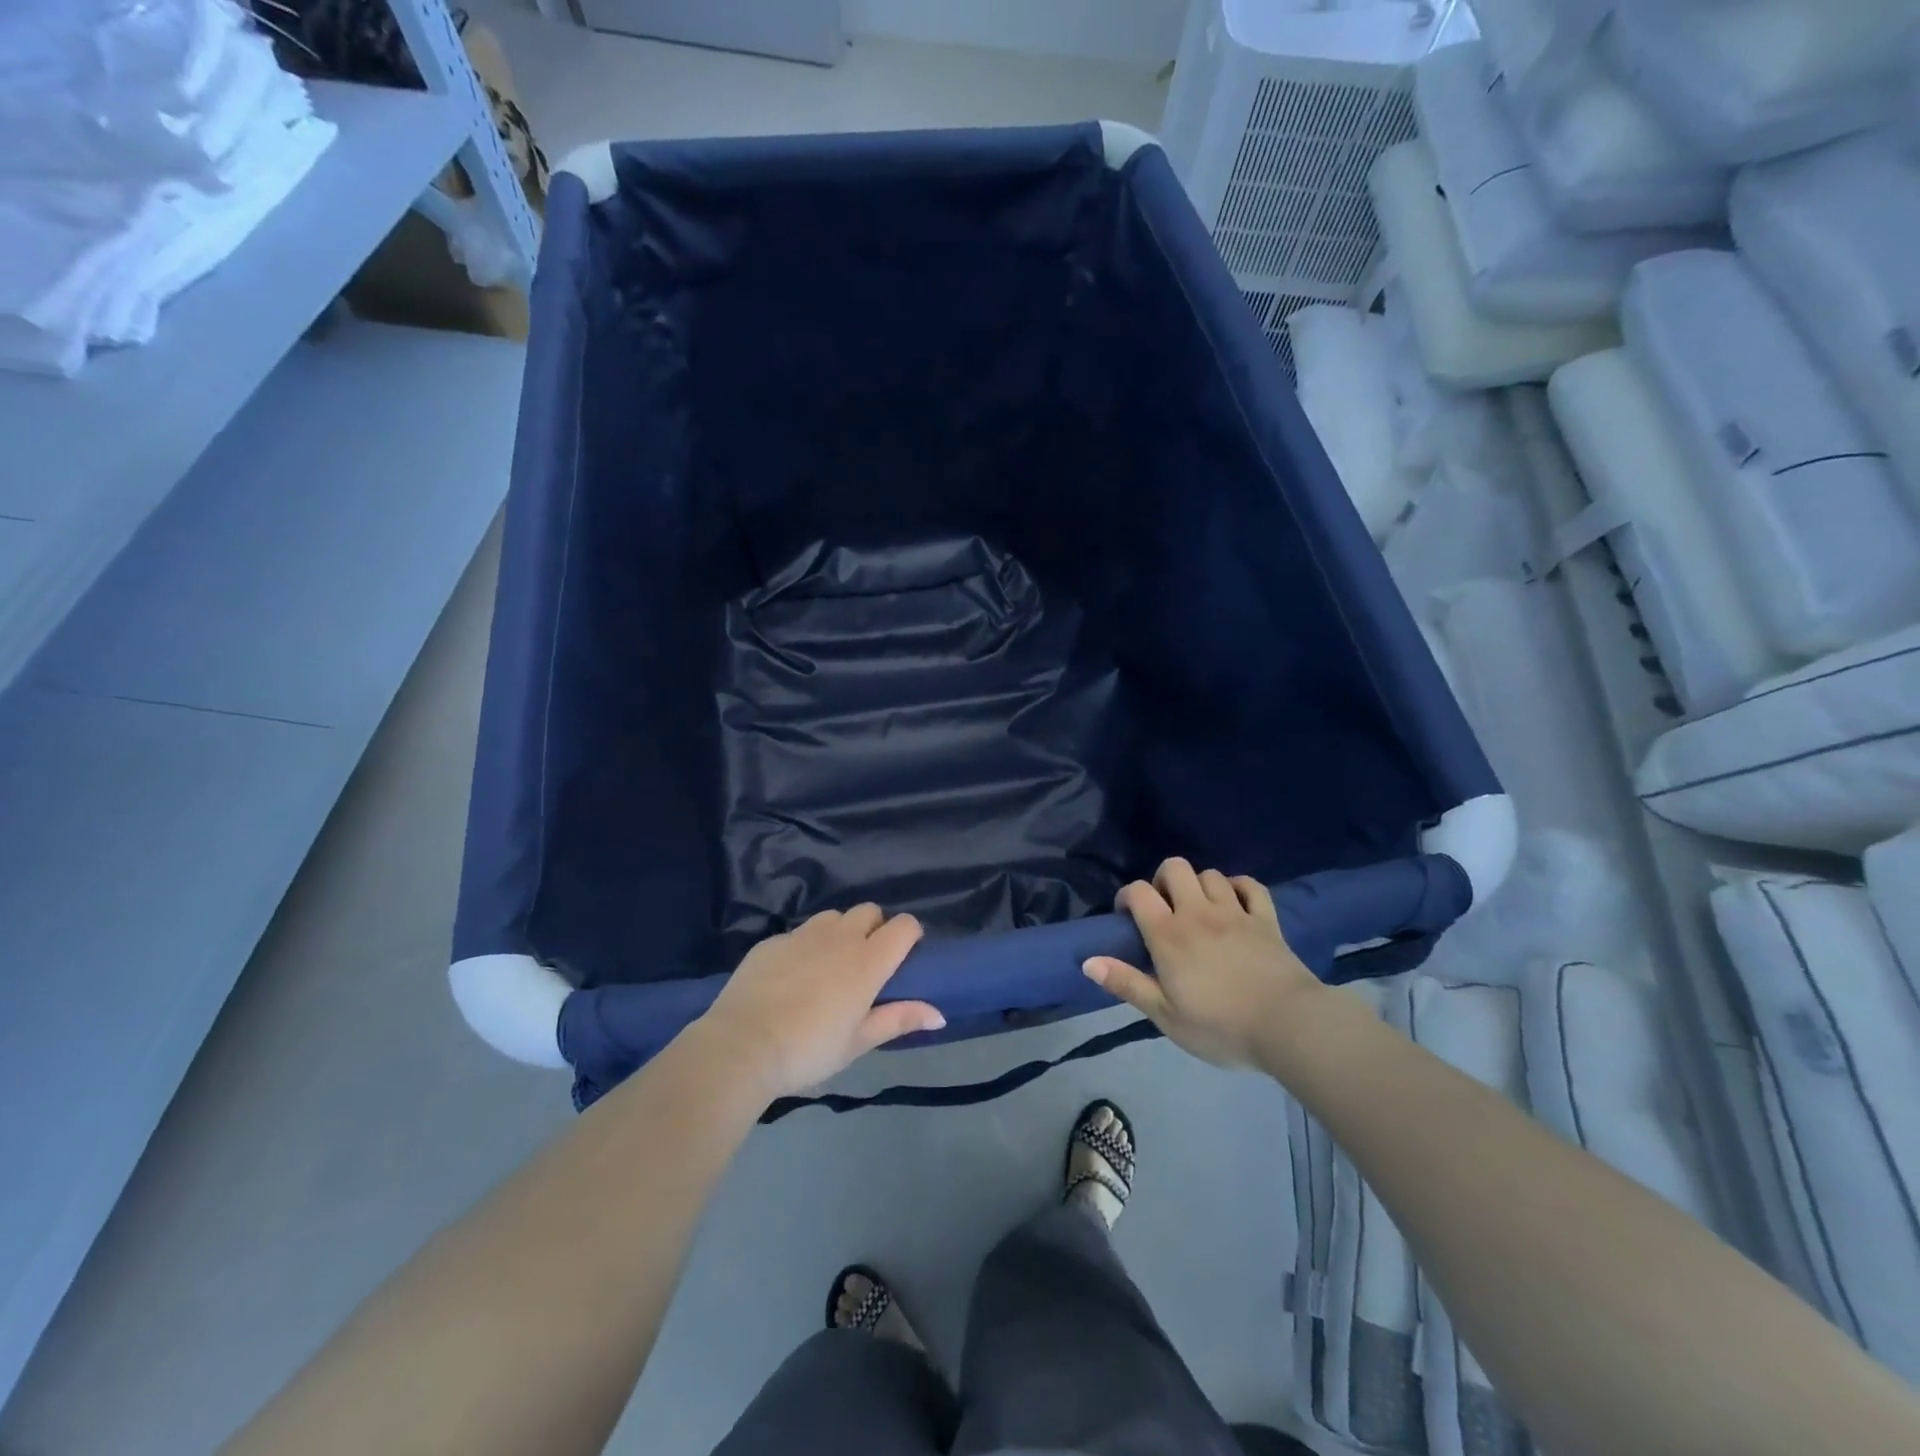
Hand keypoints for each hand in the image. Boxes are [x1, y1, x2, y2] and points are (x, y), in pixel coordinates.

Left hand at [699, 905, 943, 1100]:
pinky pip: (799, 932)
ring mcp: (803, 934)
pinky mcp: (772, 940)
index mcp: (868, 961)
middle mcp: (840, 937)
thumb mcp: (858, 1042)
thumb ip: (899, 1019)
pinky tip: (791, 977)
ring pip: (833, 917)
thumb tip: (939, 1014)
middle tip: (865, 963)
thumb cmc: (809, 1050)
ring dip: (840, 932)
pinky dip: (805, 946)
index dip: (909, 935)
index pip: (904, 925)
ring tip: (829, 964)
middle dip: (874, 927)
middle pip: (869, 911)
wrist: (741, 1046)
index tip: (904, 956)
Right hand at [1083, 857, 1322, 1069]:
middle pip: (1175, 868)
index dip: (1127, 896)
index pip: (1139, 892)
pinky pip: (1250, 886)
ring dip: (1199, 885)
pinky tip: (1234, 902)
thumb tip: (1087, 961)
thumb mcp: (1165, 1015)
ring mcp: (1236, 912)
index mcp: (1169, 934)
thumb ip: (1126, 984)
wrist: (1288, 1026)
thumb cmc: (1220, 1025)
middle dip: (1163, 879)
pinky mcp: (1266, 919)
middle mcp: (1198, 912)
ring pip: (1210, 874)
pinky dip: (1238, 887)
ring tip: (1198, 909)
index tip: (1126, 916)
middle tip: (1164, 909)